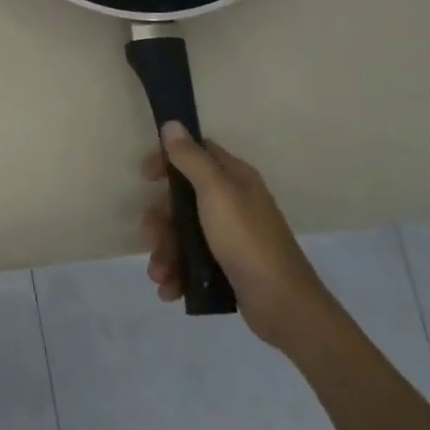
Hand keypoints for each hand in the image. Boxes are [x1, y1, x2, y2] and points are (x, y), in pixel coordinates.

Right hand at [139, 123, 332, 349]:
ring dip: (164, 253)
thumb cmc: (247, 241)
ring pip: (183, 234)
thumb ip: (191, 159)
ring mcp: (230, 237)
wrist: (284, 305)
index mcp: (234, 179)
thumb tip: (173, 124)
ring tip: (159, 275)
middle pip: (182, 200)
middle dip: (160, 221)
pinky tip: (170, 289)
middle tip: (149, 237)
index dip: (167, 161)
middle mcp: (233, 203)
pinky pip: (192, 262)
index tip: (146, 178)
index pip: (196, 154)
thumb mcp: (216, 193)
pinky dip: (178, 274)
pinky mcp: (228, 266)